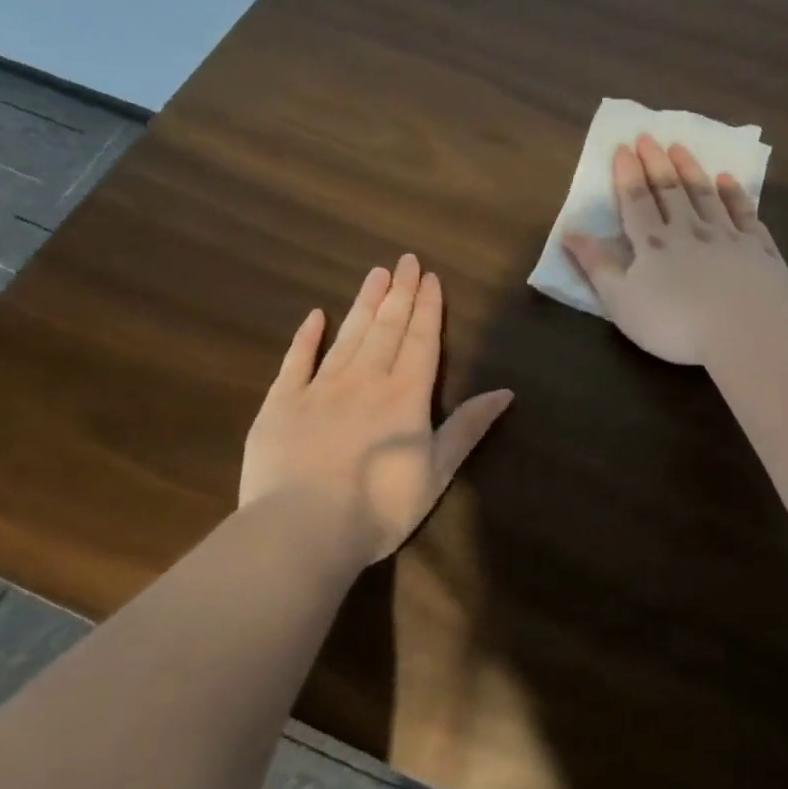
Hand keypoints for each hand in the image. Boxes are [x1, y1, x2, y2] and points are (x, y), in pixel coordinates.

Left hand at [240, 255, 513, 562]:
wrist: (303, 529)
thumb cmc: (380, 507)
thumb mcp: (438, 471)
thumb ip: (468, 428)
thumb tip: (506, 392)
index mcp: (406, 396)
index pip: (420, 340)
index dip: (427, 308)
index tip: (429, 276)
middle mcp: (365, 380)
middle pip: (386, 328)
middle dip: (399, 293)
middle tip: (404, 259)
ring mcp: (319, 388)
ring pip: (347, 335)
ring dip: (363, 303)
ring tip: (375, 273)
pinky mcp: (281, 404)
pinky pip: (295, 361)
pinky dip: (306, 337)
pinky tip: (315, 315)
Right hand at [562, 135, 787, 364]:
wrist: (746, 329)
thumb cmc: (675, 323)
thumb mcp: (622, 302)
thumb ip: (597, 266)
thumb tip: (569, 232)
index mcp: (653, 244)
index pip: (636, 201)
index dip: (627, 175)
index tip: (623, 147)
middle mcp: (689, 230)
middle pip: (670, 191)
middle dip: (657, 163)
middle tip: (649, 137)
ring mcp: (727, 236)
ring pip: (705, 195)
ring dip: (691, 170)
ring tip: (680, 148)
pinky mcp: (758, 248)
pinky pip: (744, 213)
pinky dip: (734, 194)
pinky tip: (728, 180)